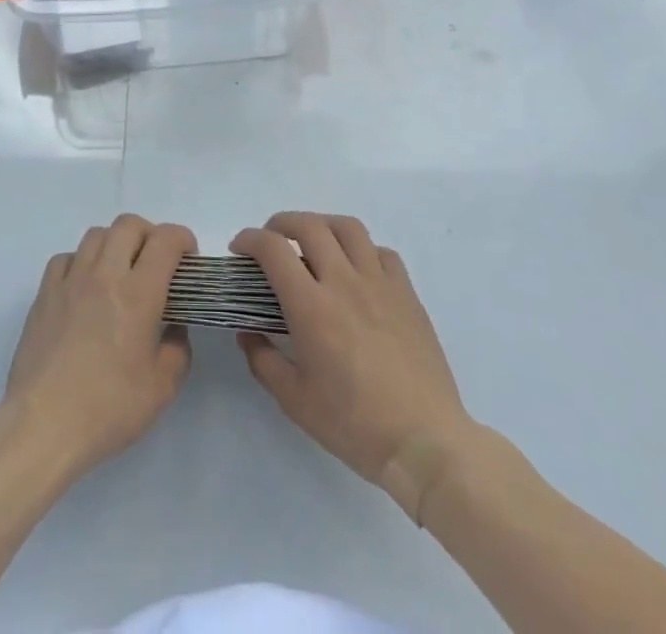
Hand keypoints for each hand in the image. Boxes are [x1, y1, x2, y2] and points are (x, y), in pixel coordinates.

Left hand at [3, 215, 195, 477]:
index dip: (183, 239)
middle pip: (129, 224)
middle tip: (156, 264)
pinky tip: (85, 288)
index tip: (188, 259)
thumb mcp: (162, 389)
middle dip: (150, 235)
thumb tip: (174, 328)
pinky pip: (66, 258)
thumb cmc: (108, 408)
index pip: (165, 240)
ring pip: (96, 234)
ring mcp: (71, 280)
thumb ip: (177, 350)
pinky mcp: (44, 293)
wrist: (43, 424)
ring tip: (121, 273)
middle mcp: (105, 274)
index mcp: (138, 293)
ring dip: (116, 244)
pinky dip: (82, 262)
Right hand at [231, 212, 475, 512]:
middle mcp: (344, 282)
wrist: (425, 443)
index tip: (240, 250)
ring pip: (348, 228)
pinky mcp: (407, 294)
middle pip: (309, 225)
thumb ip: (263, 361)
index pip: (273, 249)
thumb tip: (248, 332)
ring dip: (322, 225)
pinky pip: (381, 252)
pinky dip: (361, 250)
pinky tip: (356, 270)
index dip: (249, 239)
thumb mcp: (295, 401)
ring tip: (312, 242)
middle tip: (270, 241)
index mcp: (311, 307)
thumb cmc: (355, 425)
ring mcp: (380, 284)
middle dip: (280, 223)